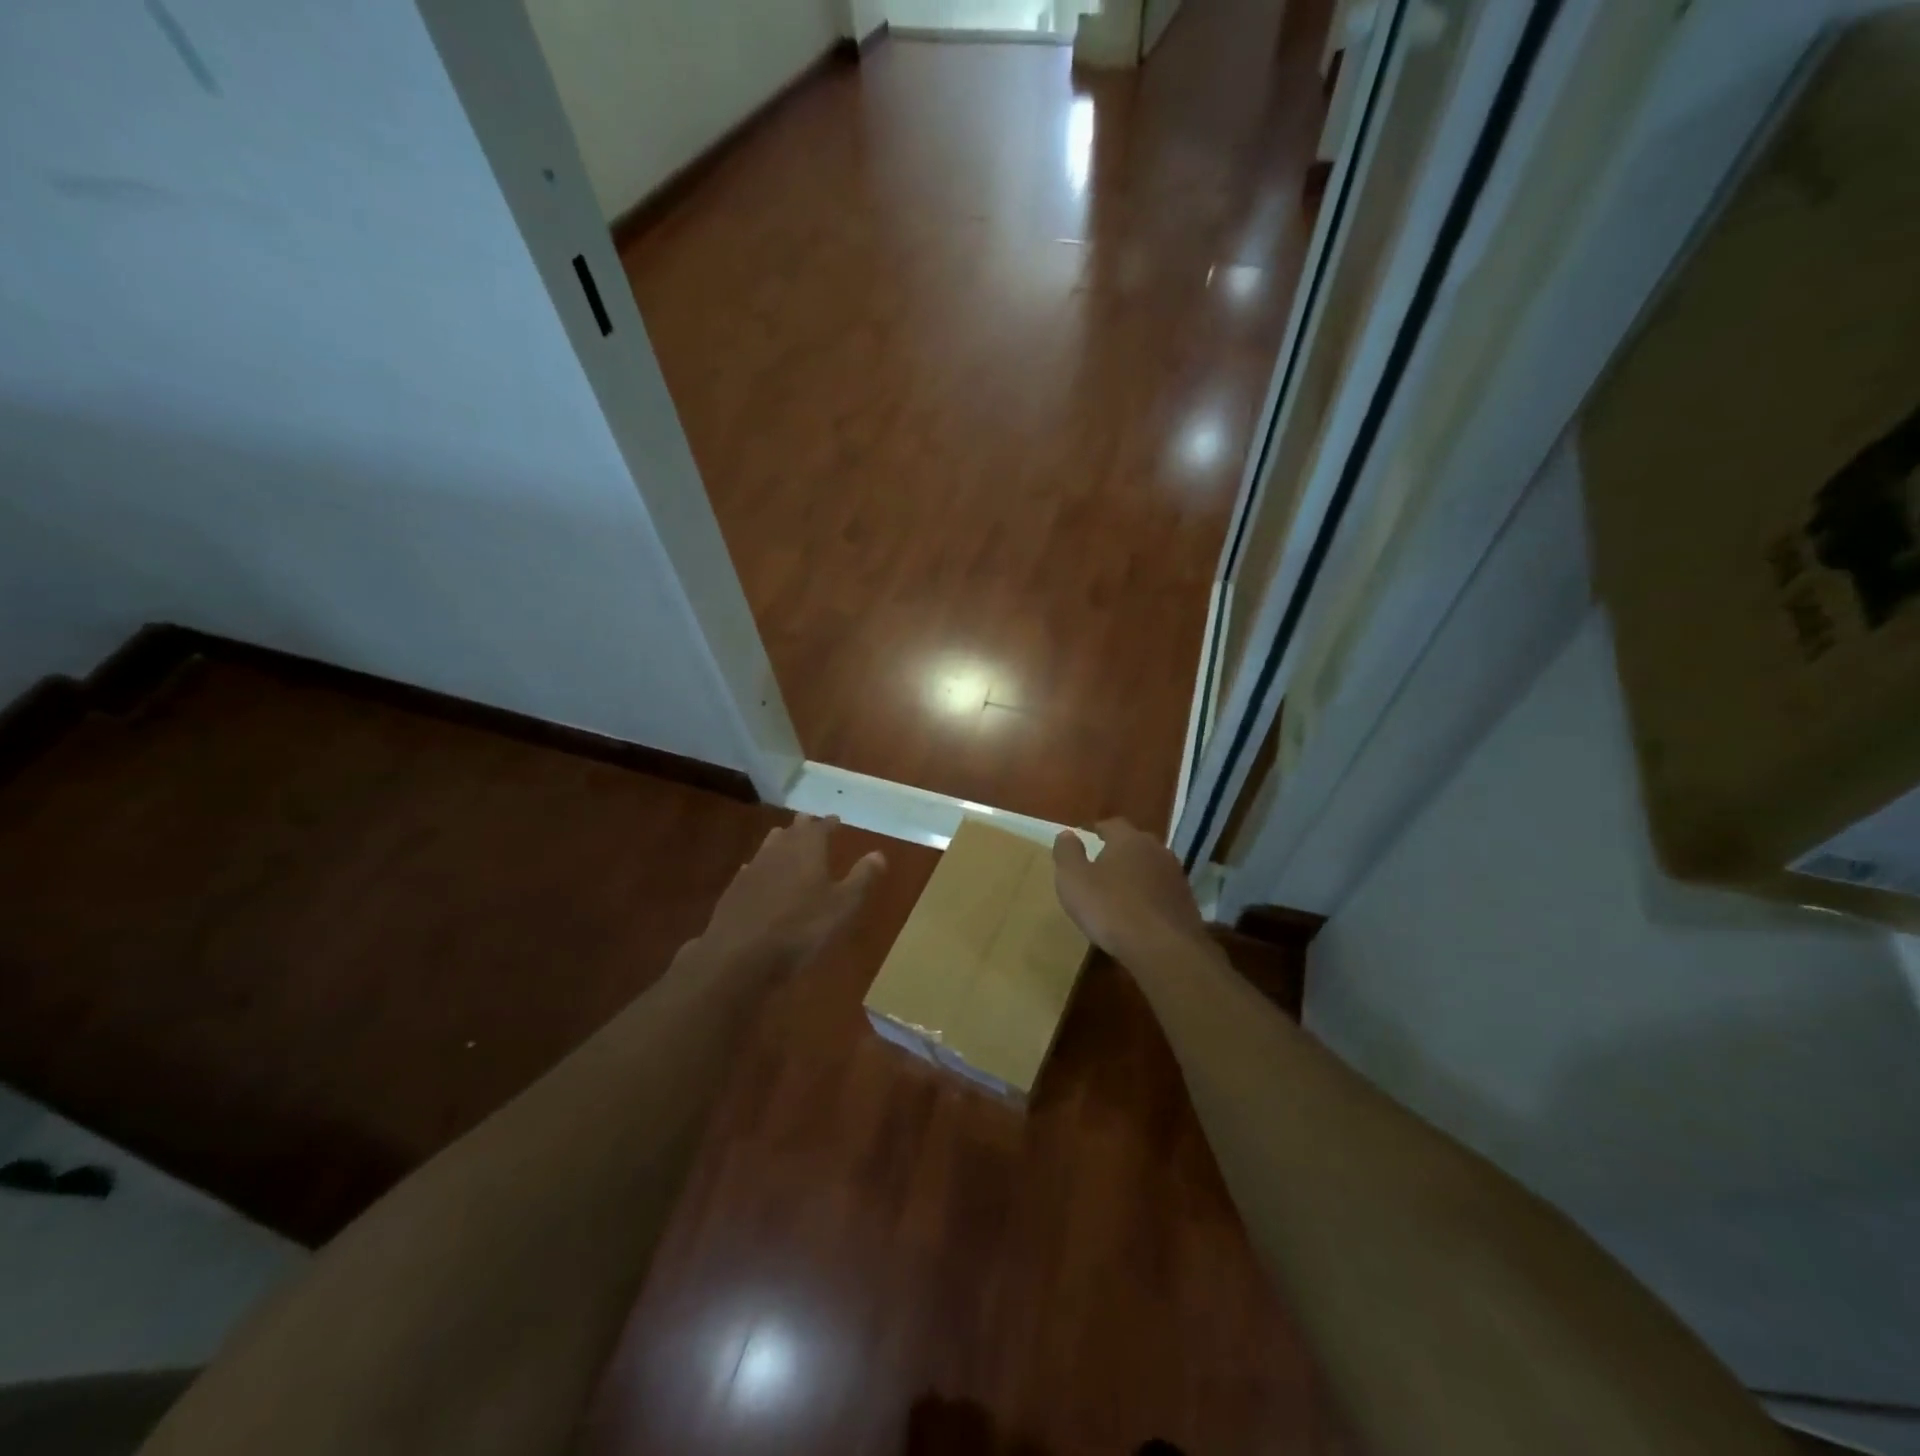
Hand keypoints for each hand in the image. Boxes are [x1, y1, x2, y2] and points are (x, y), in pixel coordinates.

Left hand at [701, 814, 885, 972]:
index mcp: (807, 849)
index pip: (820, 826)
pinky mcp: (734, 889)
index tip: (836, 819)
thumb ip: (861, 878)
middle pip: (792, 830)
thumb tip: (879, 854)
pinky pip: (752, 868)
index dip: (829, 823)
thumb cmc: (800, 928)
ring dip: (781, 841)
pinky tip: (761, 874)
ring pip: (769, 845)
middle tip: (812, 824)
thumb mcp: (842, 906)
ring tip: (788, 842)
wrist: (739, 955)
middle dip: (804, 826)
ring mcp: (753, 868)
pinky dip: (762, 866)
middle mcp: (778, 850)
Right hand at [1053, 819, 1207, 960]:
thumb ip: (1067, 853)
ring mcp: (1176, 876)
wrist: (1164, 949)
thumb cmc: (1111, 909)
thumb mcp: (1073, 880)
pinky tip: (1139, 913)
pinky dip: (1150, 896)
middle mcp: (1157, 850)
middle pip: (1135, 843)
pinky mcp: (1187, 903)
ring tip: (1120, 890)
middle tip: (1101, 864)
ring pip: (1151, 867)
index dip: (1097, 829)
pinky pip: (1162, 891)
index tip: (1086, 837)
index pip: (1112, 824)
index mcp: (1128, 839)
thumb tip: (1068, 834)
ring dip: (1137, 874)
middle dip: (1119, 850)